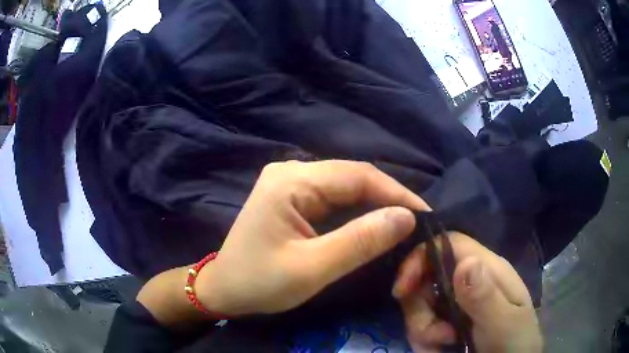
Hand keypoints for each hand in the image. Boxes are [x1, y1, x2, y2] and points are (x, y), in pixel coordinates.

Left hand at [196, 160, 429, 315]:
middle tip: (418, 223)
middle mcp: (292, 171)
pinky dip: (358, 211)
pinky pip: (334, 198)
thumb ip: (361, 242)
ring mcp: (291, 182)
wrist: (224, 289)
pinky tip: (374, 224)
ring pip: (346, 187)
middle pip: (353, 177)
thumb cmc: (260, 283)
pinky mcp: (292, 196)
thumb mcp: (312, 268)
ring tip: (403, 224)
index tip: (426, 215)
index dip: (397, 193)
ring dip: (376, 205)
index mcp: (292, 181)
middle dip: (388, 199)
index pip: (358, 175)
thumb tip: (406, 218)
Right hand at [393, 233, 542, 352]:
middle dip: (420, 309)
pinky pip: (422, 324)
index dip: (420, 257)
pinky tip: (439, 350)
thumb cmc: (514, 343)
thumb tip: (466, 262)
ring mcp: (457, 302)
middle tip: (437, 336)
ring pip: (420, 305)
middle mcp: (469, 280)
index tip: (402, 290)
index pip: (447, 244)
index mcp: (486, 270)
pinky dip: (424, 340)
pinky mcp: (449, 321)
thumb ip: (486, 297)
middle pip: (426, 278)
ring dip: (423, 330)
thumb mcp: (504, 323)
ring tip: (443, 346)